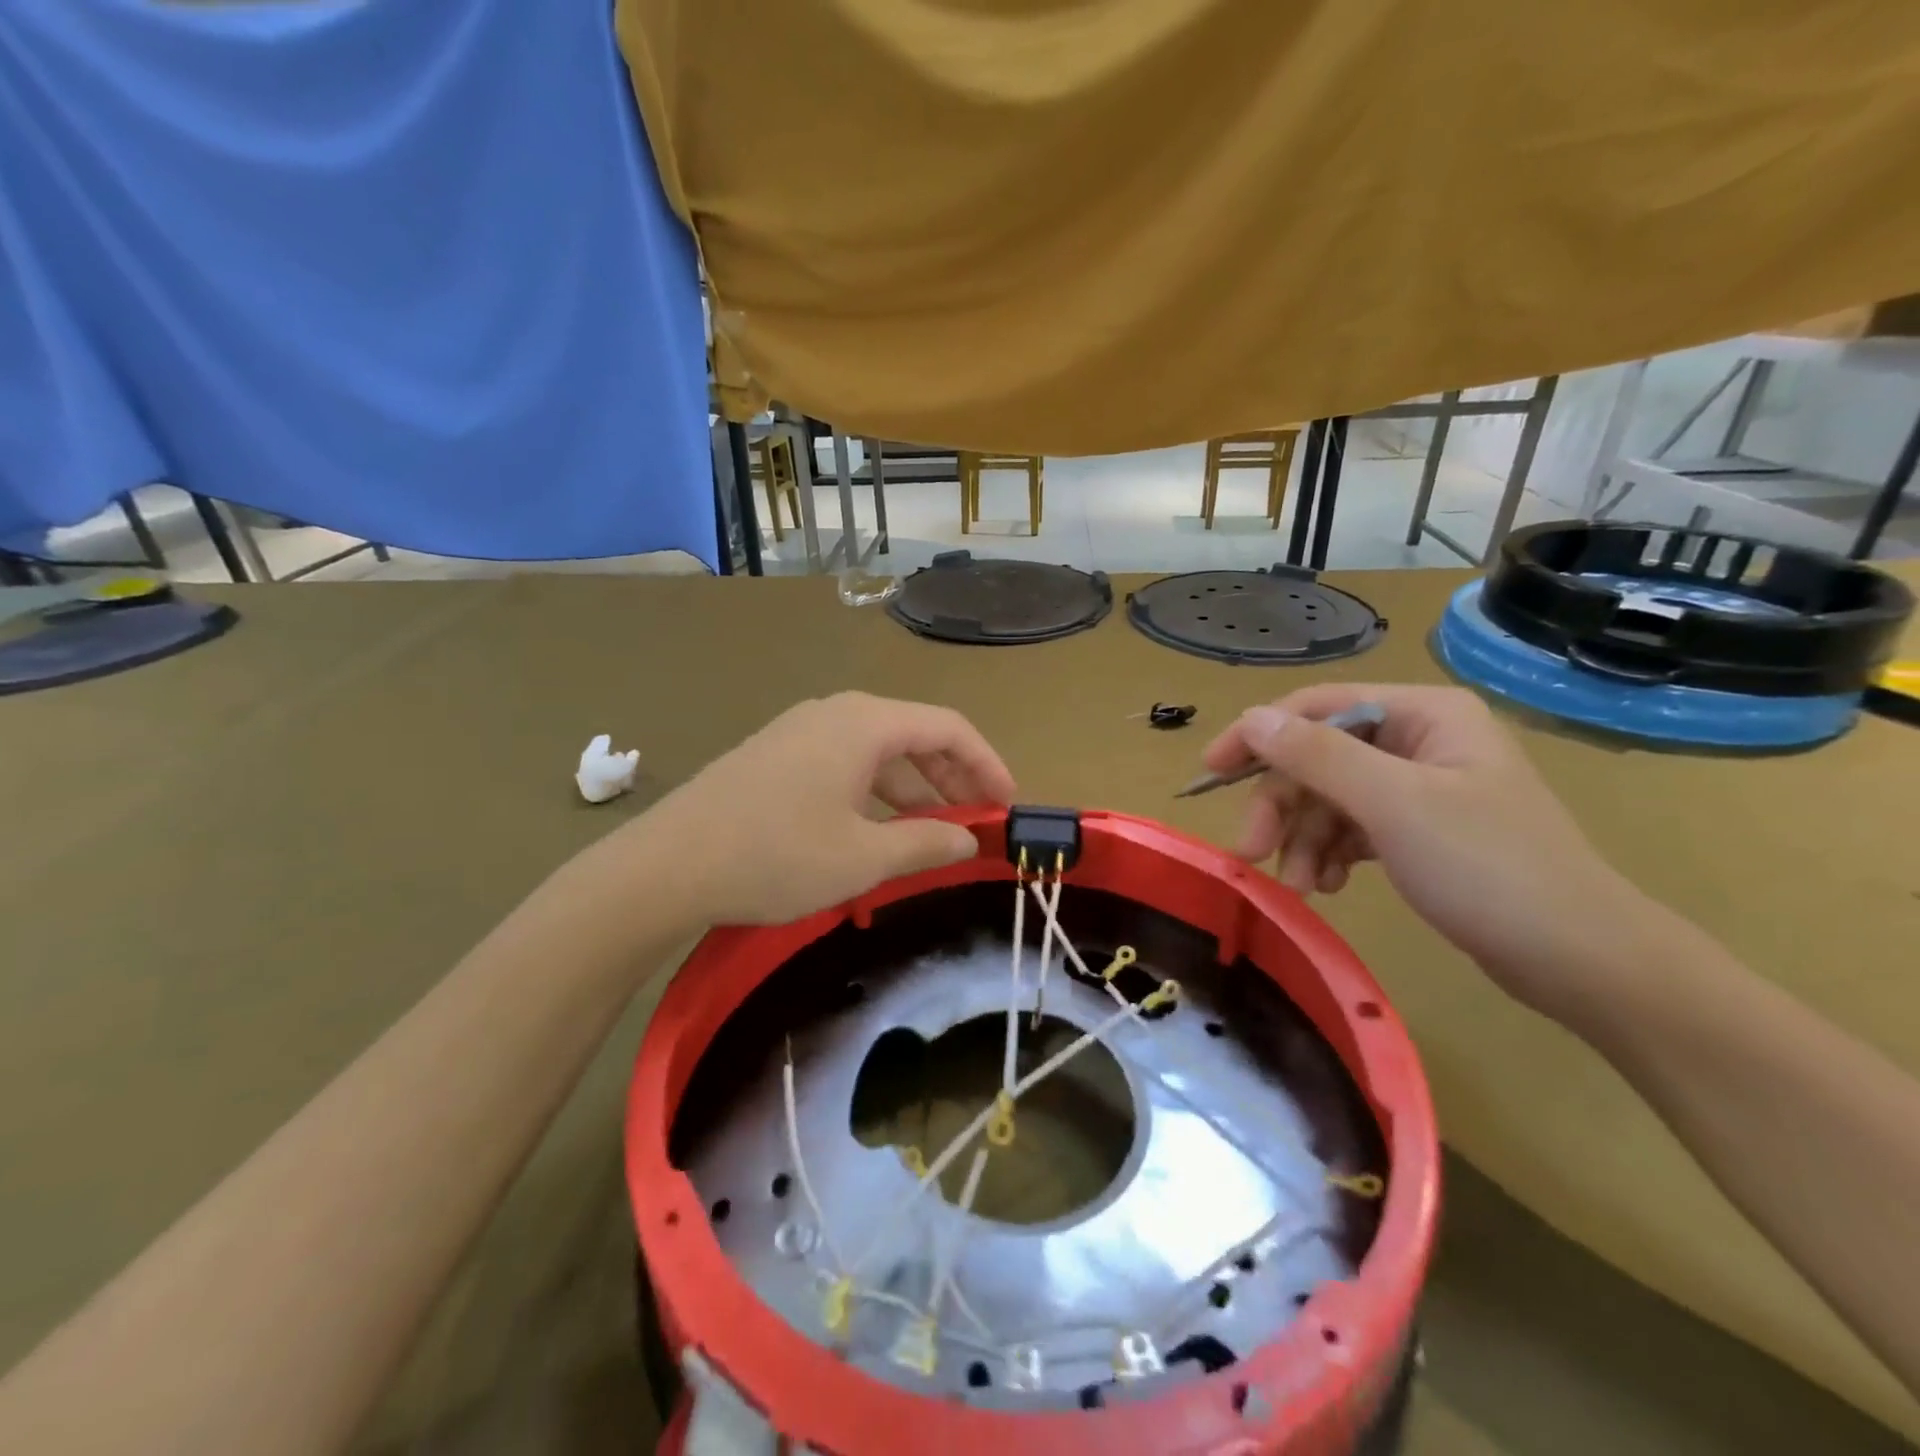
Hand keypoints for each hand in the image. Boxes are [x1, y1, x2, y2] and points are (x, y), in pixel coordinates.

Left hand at [629, 692, 1015, 925]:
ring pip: (879, 752)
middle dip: (953, 778)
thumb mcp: (863, 857)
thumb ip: (925, 843)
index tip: (1007, 805)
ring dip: (914, 789)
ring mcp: (801, 731)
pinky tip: (876, 830)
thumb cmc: (776, 855)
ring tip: (932, 834)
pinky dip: (876, 793)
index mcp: (865, 723)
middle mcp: (836, 713)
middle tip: (976, 823)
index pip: (949, 727)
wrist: (667, 865)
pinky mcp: (777, 755)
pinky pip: (846, 764)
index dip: (987, 764)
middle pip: (914, 735)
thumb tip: (968, 840)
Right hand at [1201, 683, 1651, 1018]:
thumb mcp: (1393, 805)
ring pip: (1329, 798)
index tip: (1210, 773)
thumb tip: (1249, 718)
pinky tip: (1328, 886)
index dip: (1258, 736)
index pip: (1316, 706)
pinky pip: (1352, 828)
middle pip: (1318, 757)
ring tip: (1300, 885)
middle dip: (1283, 805)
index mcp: (1423, 714)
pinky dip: (1330, 854)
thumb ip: (1316, 756)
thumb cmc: (1489, 869)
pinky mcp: (1420, 831)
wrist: (1582, 961)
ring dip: (1303, 838)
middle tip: (1252, 852)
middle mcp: (1419, 739)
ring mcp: (1420, 787)